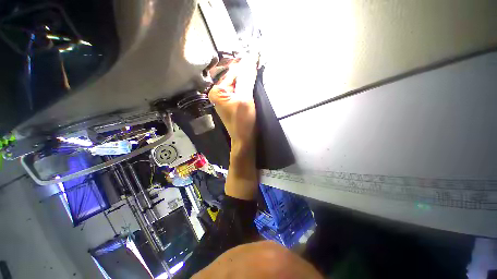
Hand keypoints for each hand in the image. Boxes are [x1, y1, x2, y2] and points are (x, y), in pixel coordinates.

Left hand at [209, 57, 258, 199]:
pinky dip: (248, 86)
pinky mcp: (234, 103)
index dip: (245, 64)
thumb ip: (246, 78)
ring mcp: (227, 98)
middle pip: (235, 77)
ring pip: (239, 83)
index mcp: (217, 91)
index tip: (257, 55)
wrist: (245, 139)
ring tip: (258, 71)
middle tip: (259, 62)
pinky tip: (254, 84)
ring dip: (248, 78)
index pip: (232, 72)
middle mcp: (219, 93)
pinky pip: (241, 90)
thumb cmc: (243, 121)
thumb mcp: (245, 98)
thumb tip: (251, 57)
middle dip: (247, 71)